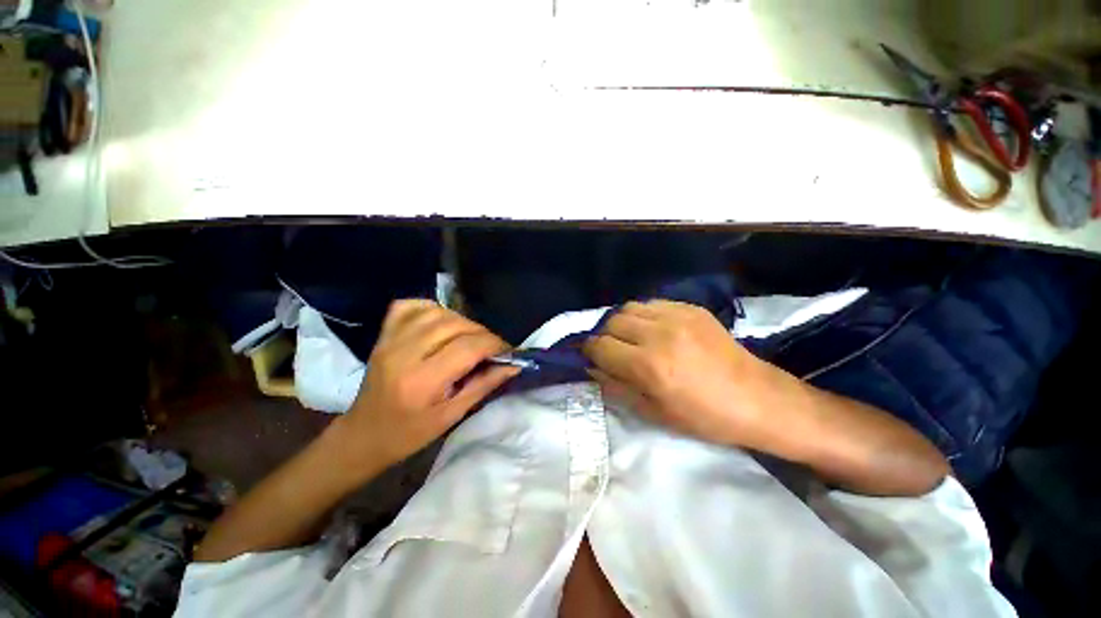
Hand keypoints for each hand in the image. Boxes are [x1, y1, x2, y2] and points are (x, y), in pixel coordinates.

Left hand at [337, 300, 517, 469]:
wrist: (362, 435)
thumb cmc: (409, 434)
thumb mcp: (452, 416)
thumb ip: (484, 385)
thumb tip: (513, 365)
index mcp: (422, 381)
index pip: (468, 347)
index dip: (495, 344)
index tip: (508, 351)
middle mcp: (404, 353)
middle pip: (456, 325)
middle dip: (482, 333)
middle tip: (492, 348)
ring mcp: (390, 340)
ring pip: (438, 312)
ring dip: (462, 321)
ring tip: (470, 337)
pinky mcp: (383, 335)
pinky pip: (410, 306)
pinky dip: (432, 308)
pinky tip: (442, 322)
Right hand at [582, 300, 772, 446]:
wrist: (757, 398)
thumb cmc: (703, 417)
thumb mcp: (653, 413)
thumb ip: (615, 387)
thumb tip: (591, 368)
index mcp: (649, 366)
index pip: (600, 346)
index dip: (590, 352)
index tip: (592, 358)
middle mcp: (659, 334)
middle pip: (611, 322)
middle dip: (604, 337)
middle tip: (613, 351)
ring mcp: (677, 316)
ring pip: (628, 308)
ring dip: (622, 323)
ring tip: (632, 338)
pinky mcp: (691, 308)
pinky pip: (652, 303)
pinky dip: (643, 315)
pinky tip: (653, 329)